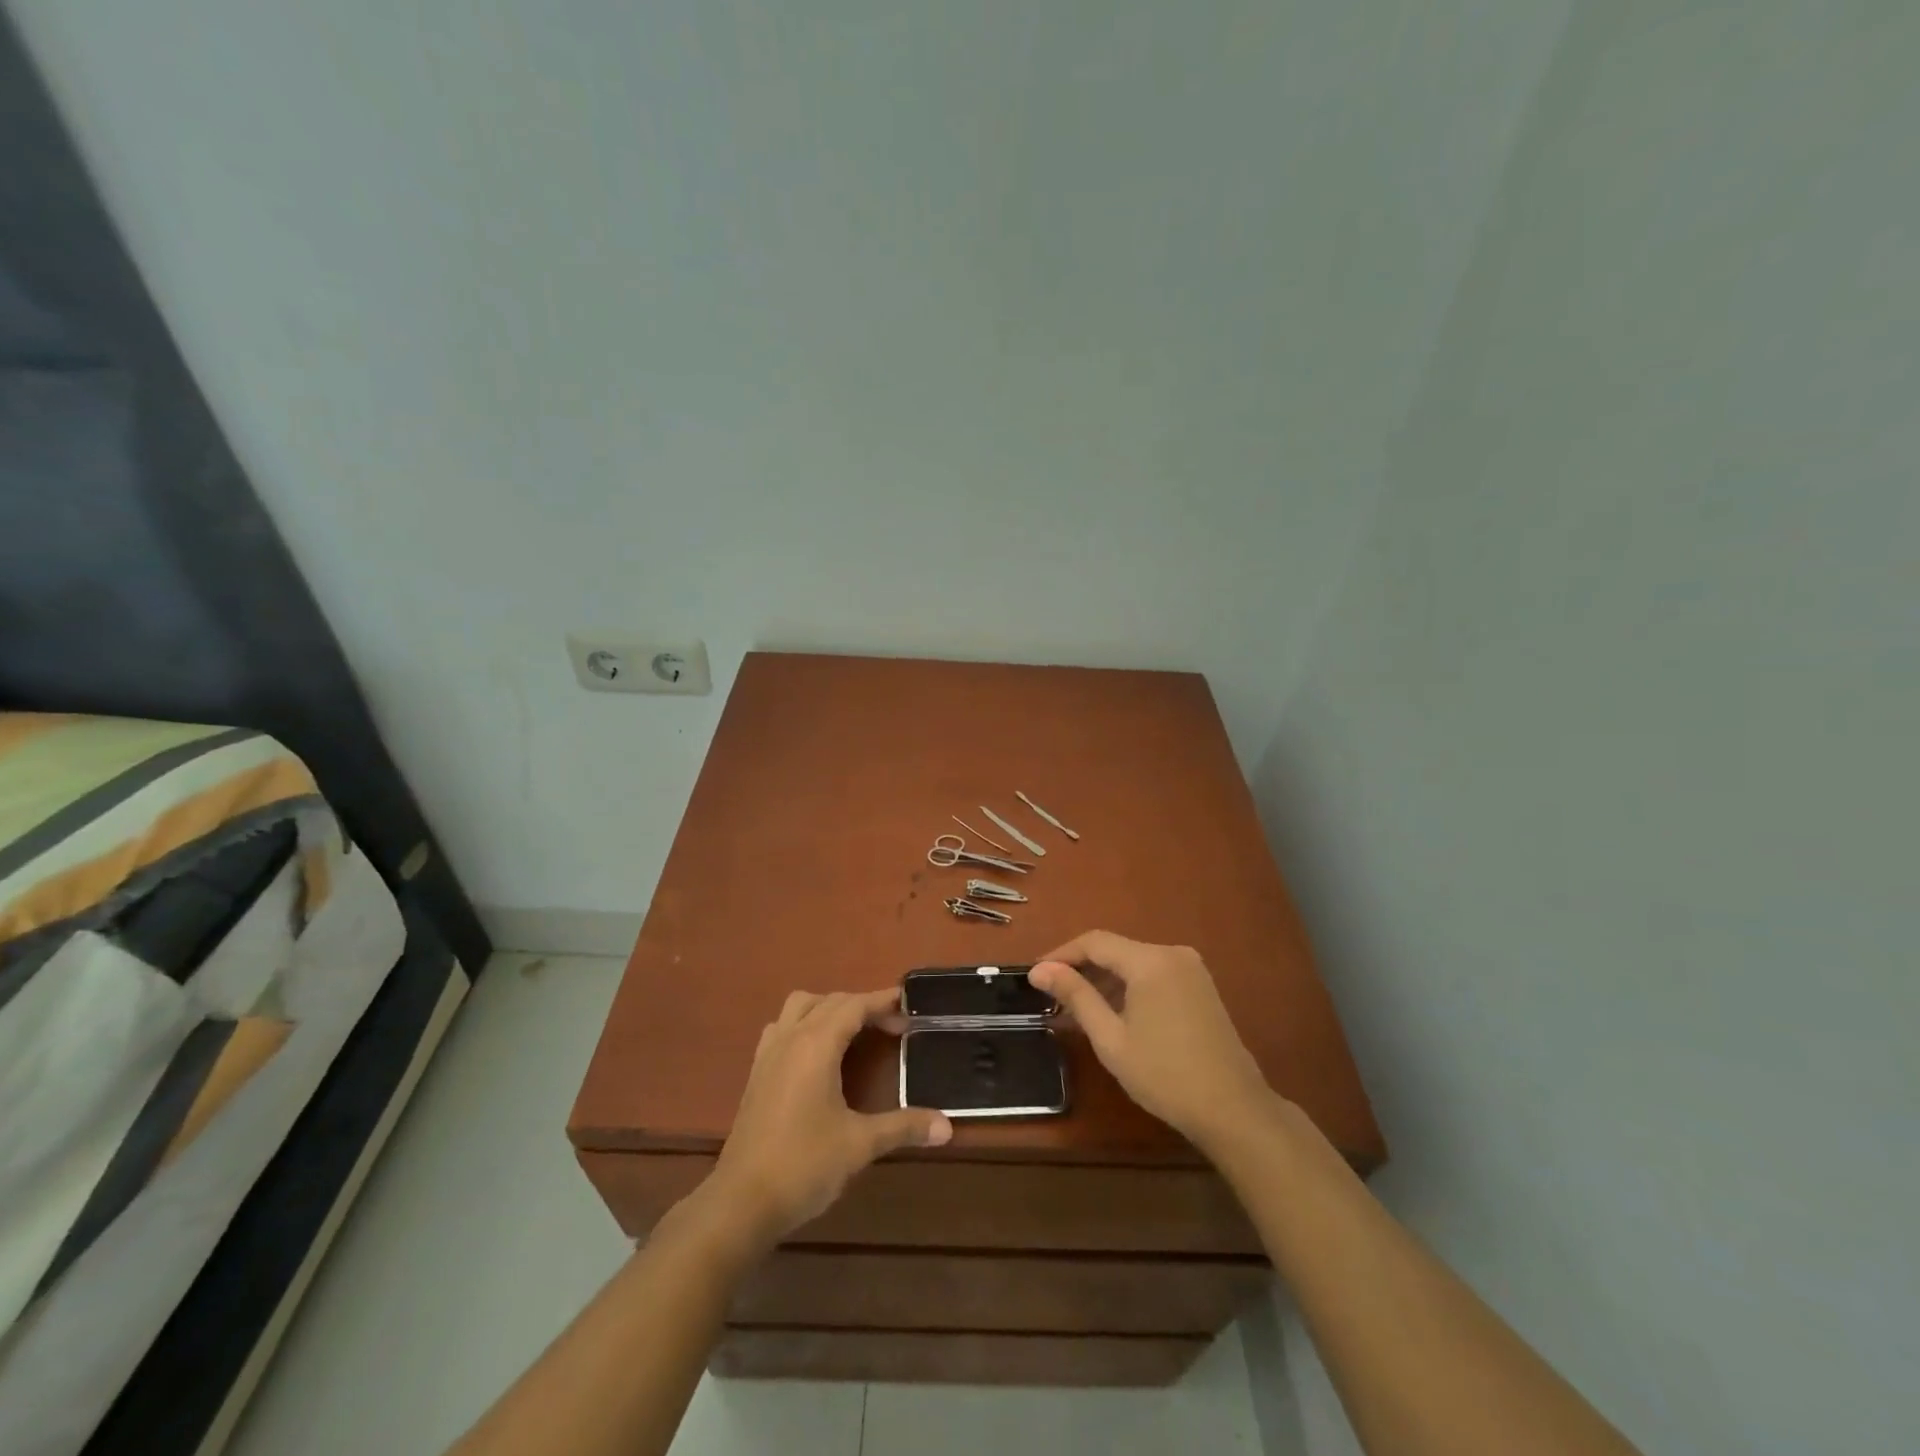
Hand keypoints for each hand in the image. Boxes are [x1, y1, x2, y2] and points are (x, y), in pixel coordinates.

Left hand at [704, 988, 951, 1247]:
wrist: (740, 1203)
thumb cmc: (803, 1166)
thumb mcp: (860, 1145)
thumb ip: (903, 1127)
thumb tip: (947, 1127)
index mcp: (816, 1045)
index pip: (853, 1005)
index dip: (882, 1002)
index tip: (909, 1006)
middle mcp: (790, 1038)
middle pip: (829, 1001)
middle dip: (862, 1005)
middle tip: (893, 1026)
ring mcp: (769, 1054)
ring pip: (800, 1007)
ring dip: (829, 1008)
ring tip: (854, 1031)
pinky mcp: (757, 1073)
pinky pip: (782, 1028)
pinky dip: (804, 1025)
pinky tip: (817, 1055)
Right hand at [1030, 931, 1273, 1153]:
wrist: (1234, 1110)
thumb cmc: (1164, 1075)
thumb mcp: (1110, 1038)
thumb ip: (1076, 996)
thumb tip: (1040, 970)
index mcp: (1150, 960)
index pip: (1094, 942)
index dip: (1061, 955)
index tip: (1035, 976)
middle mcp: (1173, 953)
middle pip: (1115, 950)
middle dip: (1082, 969)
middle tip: (1052, 996)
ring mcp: (1191, 969)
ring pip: (1134, 963)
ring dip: (1104, 981)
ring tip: (1076, 1009)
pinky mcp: (1201, 987)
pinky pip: (1154, 975)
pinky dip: (1129, 988)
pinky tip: (1113, 1013)